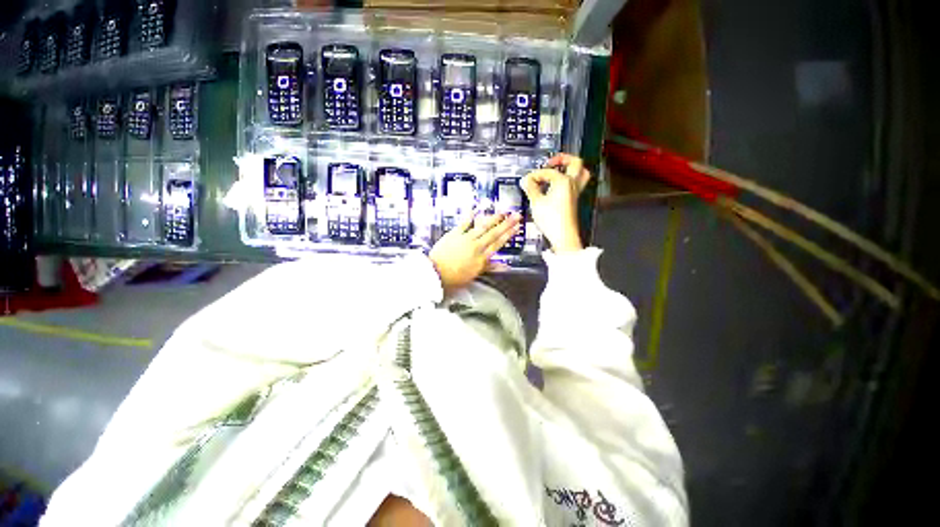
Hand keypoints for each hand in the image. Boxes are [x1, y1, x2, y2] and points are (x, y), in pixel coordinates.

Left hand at [429, 212, 521, 293]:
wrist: (436, 274)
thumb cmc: (455, 277)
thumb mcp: (474, 275)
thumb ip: (489, 267)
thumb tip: (505, 266)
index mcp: (481, 258)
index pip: (498, 244)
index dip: (508, 235)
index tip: (517, 227)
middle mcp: (476, 246)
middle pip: (494, 233)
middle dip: (506, 224)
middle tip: (516, 215)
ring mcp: (465, 239)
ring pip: (482, 227)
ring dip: (493, 218)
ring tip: (502, 212)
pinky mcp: (454, 234)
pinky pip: (464, 223)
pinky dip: (470, 216)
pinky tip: (476, 209)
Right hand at [521, 153, 591, 253]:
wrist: (563, 236)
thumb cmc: (552, 220)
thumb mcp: (536, 203)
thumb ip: (531, 189)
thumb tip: (526, 181)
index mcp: (563, 181)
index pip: (548, 171)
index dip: (536, 173)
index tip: (528, 179)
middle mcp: (572, 185)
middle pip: (576, 163)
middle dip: (563, 158)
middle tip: (552, 161)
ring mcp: (575, 193)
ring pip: (580, 173)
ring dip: (570, 169)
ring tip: (559, 170)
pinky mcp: (573, 201)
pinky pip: (575, 185)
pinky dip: (568, 181)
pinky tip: (556, 187)